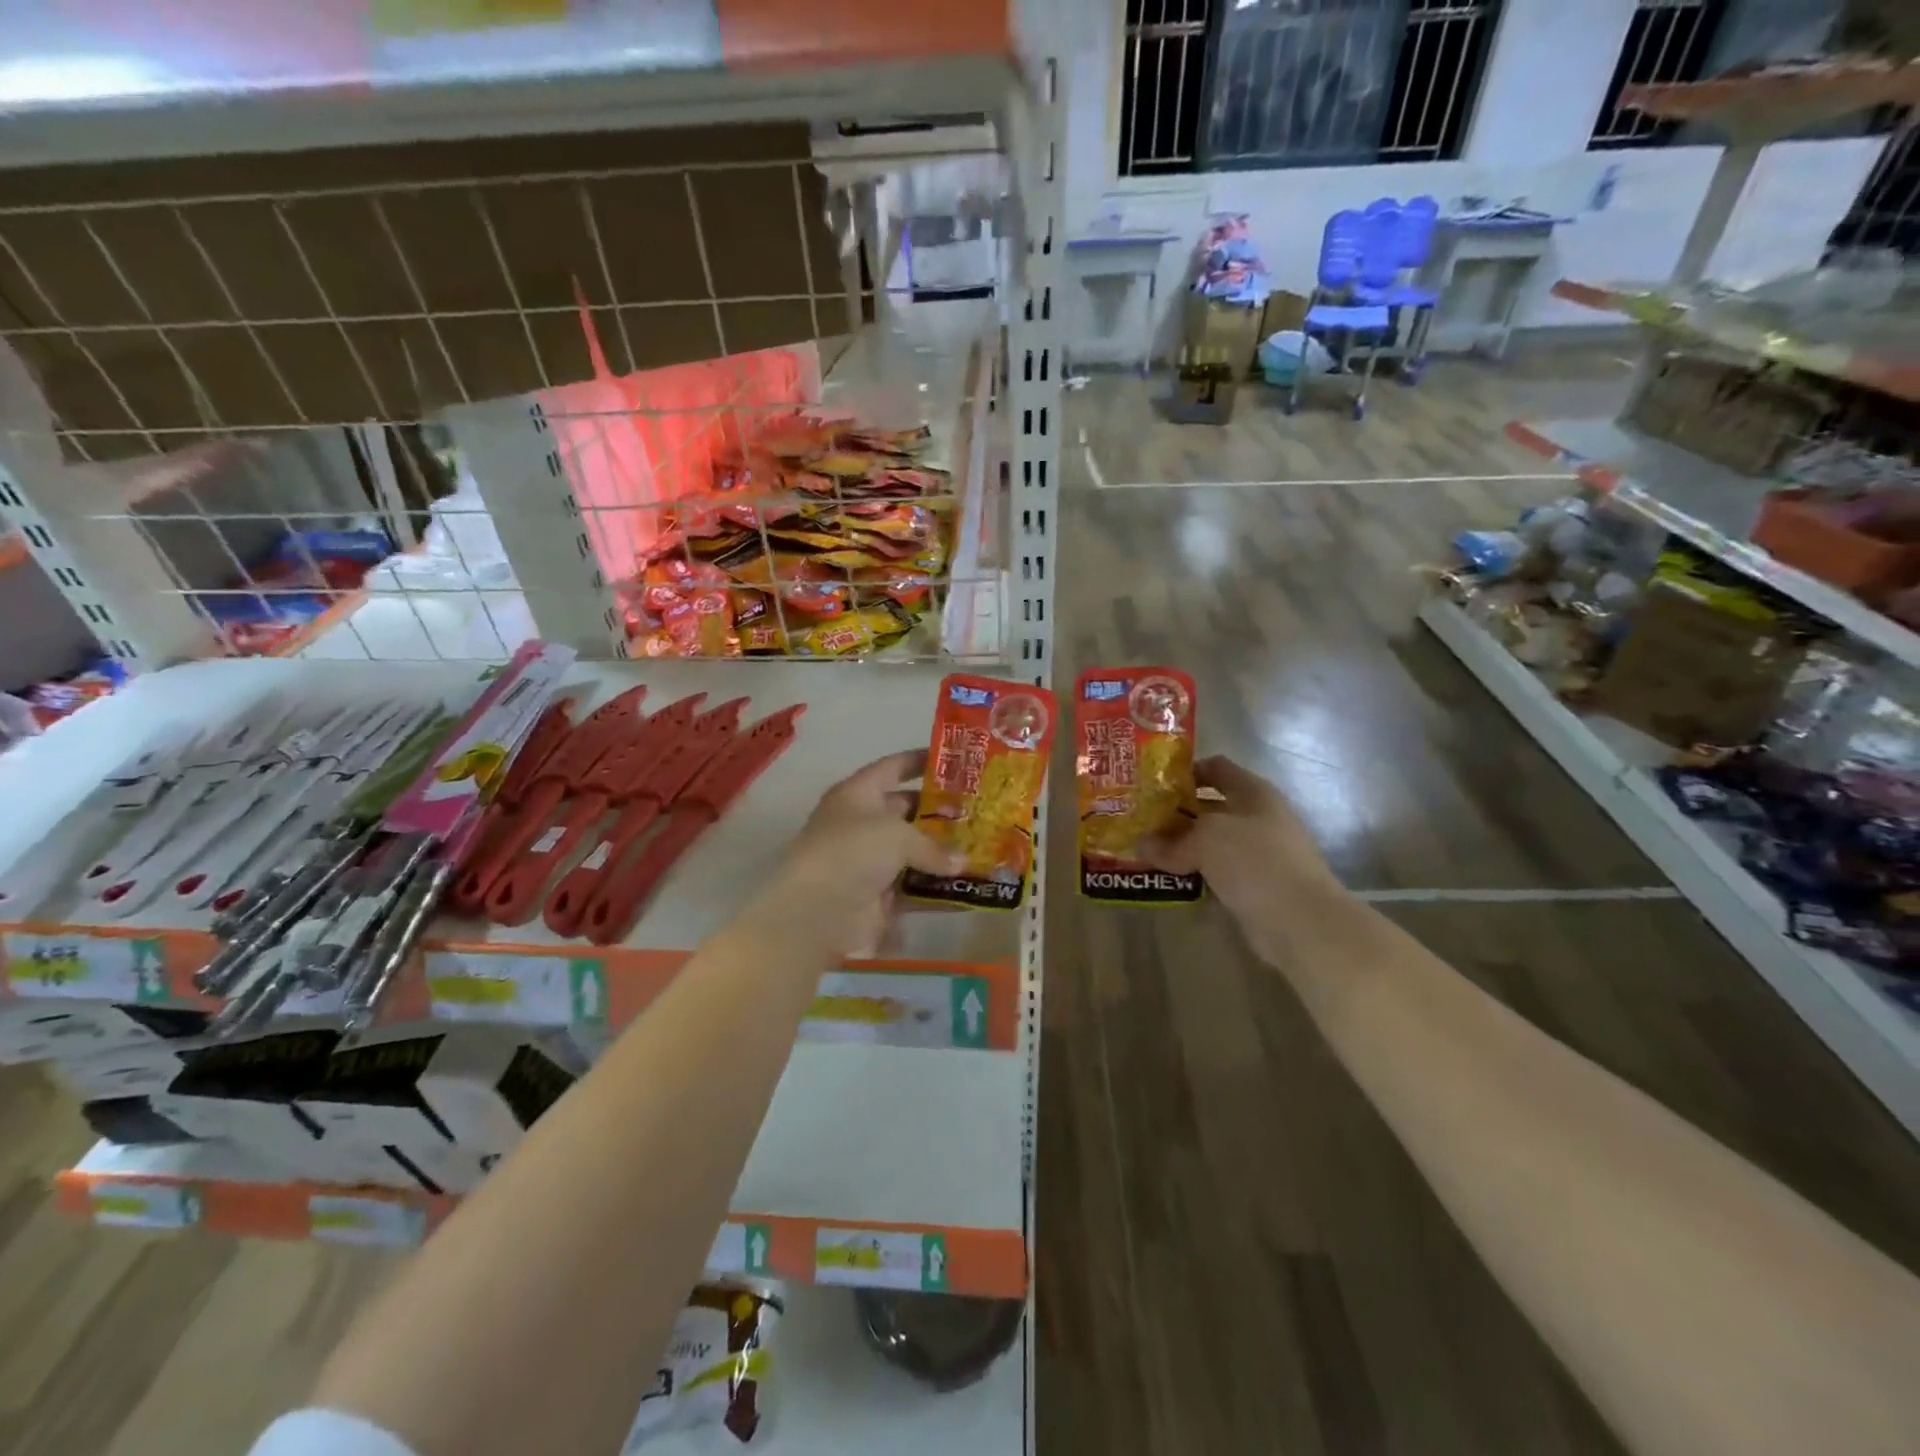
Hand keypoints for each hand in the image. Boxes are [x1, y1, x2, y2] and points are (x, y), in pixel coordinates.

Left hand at [746, 750, 962, 959]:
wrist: (816, 912)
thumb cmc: (853, 852)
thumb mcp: (897, 835)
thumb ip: (933, 845)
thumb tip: (962, 862)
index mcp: (857, 794)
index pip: (892, 767)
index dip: (921, 761)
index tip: (955, 760)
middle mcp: (861, 823)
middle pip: (905, 810)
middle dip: (939, 811)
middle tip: (978, 810)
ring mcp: (868, 861)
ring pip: (912, 851)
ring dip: (941, 851)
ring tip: (980, 847)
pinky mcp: (876, 895)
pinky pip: (912, 886)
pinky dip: (935, 886)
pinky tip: (966, 885)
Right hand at [1144, 756, 1345, 931]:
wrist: (1300, 921)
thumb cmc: (1255, 861)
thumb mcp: (1206, 840)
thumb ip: (1172, 841)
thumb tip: (1142, 845)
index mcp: (1253, 792)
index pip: (1216, 768)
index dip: (1186, 771)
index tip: (1153, 784)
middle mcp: (1257, 818)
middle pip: (1209, 807)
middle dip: (1175, 813)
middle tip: (1140, 820)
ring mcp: (1257, 855)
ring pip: (1209, 844)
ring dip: (1180, 848)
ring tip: (1144, 851)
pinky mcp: (1252, 887)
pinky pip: (1214, 874)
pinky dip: (1192, 876)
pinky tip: (1165, 879)